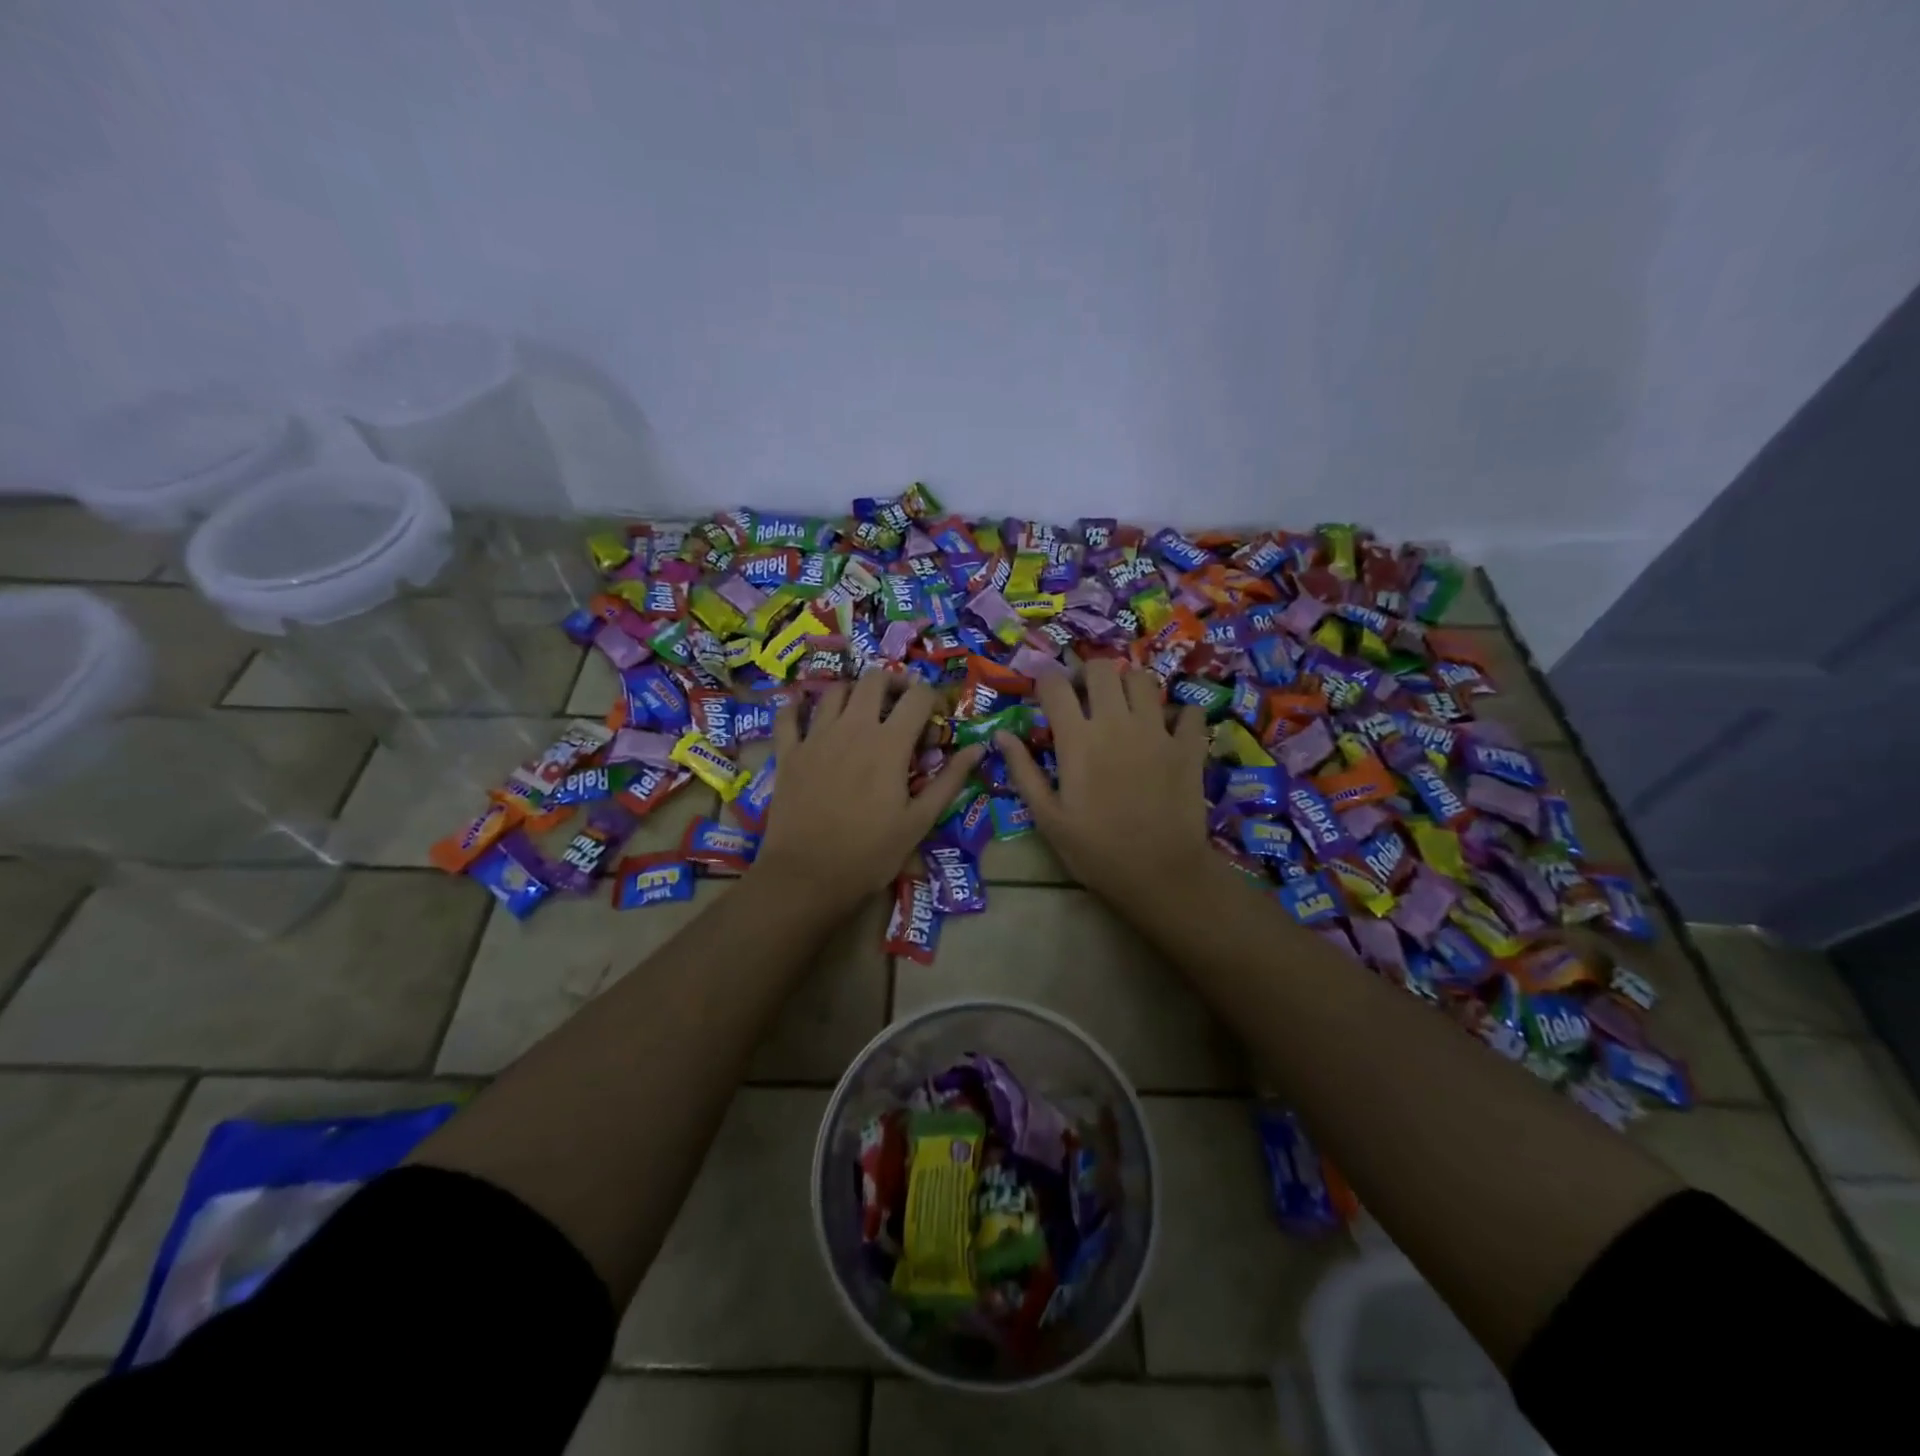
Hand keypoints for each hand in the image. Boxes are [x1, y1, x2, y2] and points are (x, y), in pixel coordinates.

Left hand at [751, 672, 983, 914]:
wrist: (808, 875)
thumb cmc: (871, 852)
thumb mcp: (919, 821)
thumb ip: (949, 780)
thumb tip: (978, 748)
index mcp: (889, 743)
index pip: (918, 696)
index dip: (932, 699)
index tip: (934, 718)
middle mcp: (853, 727)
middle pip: (874, 678)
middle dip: (893, 682)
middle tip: (900, 704)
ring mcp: (816, 737)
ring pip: (835, 690)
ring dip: (853, 692)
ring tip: (860, 712)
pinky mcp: (789, 752)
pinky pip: (789, 716)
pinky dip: (797, 707)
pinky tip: (803, 709)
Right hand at [996, 659, 1212, 908]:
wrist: (1160, 874)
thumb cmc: (1095, 850)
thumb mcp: (1048, 817)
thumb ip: (1023, 771)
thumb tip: (1001, 735)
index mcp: (1077, 739)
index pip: (1055, 685)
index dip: (1045, 680)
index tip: (1043, 692)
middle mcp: (1116, 723)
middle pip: (1101, 669)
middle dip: (1088, 674)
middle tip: (1085, 696)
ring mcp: (1157, 731)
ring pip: (1143, 680)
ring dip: (1129, 686)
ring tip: (1124, 707)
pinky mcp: (1188, 746)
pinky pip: (1189, 712)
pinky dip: (1179, 715)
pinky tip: (1170, 730)